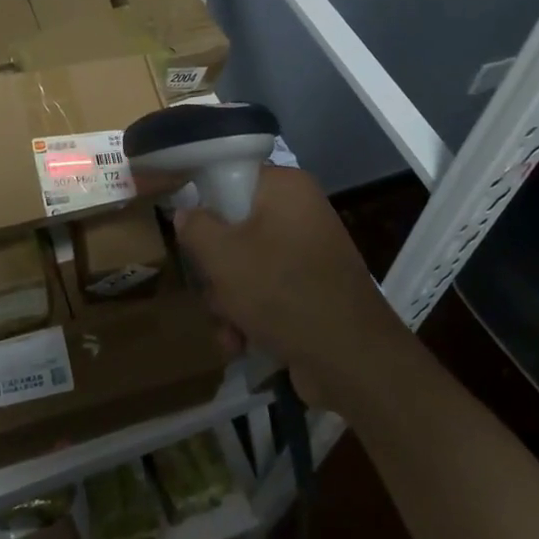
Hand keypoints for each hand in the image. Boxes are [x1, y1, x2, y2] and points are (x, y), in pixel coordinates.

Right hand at [172, 166, 406, 408]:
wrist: (351, 361)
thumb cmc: (281, 291)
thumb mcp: (222, 256)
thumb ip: (196, 227)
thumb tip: (187, 213)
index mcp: (286, 189)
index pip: (233, 177)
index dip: (206, 203)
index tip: (190, 232)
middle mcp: (300, 214)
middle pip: (235, 228)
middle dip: (216, 269)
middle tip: (212, 288)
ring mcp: (308, 255)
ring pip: (246, 266)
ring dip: (228, 301)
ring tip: (229, 329)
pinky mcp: (311, 291)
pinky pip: (267, 292)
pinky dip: (250, 317)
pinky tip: (241, 344)